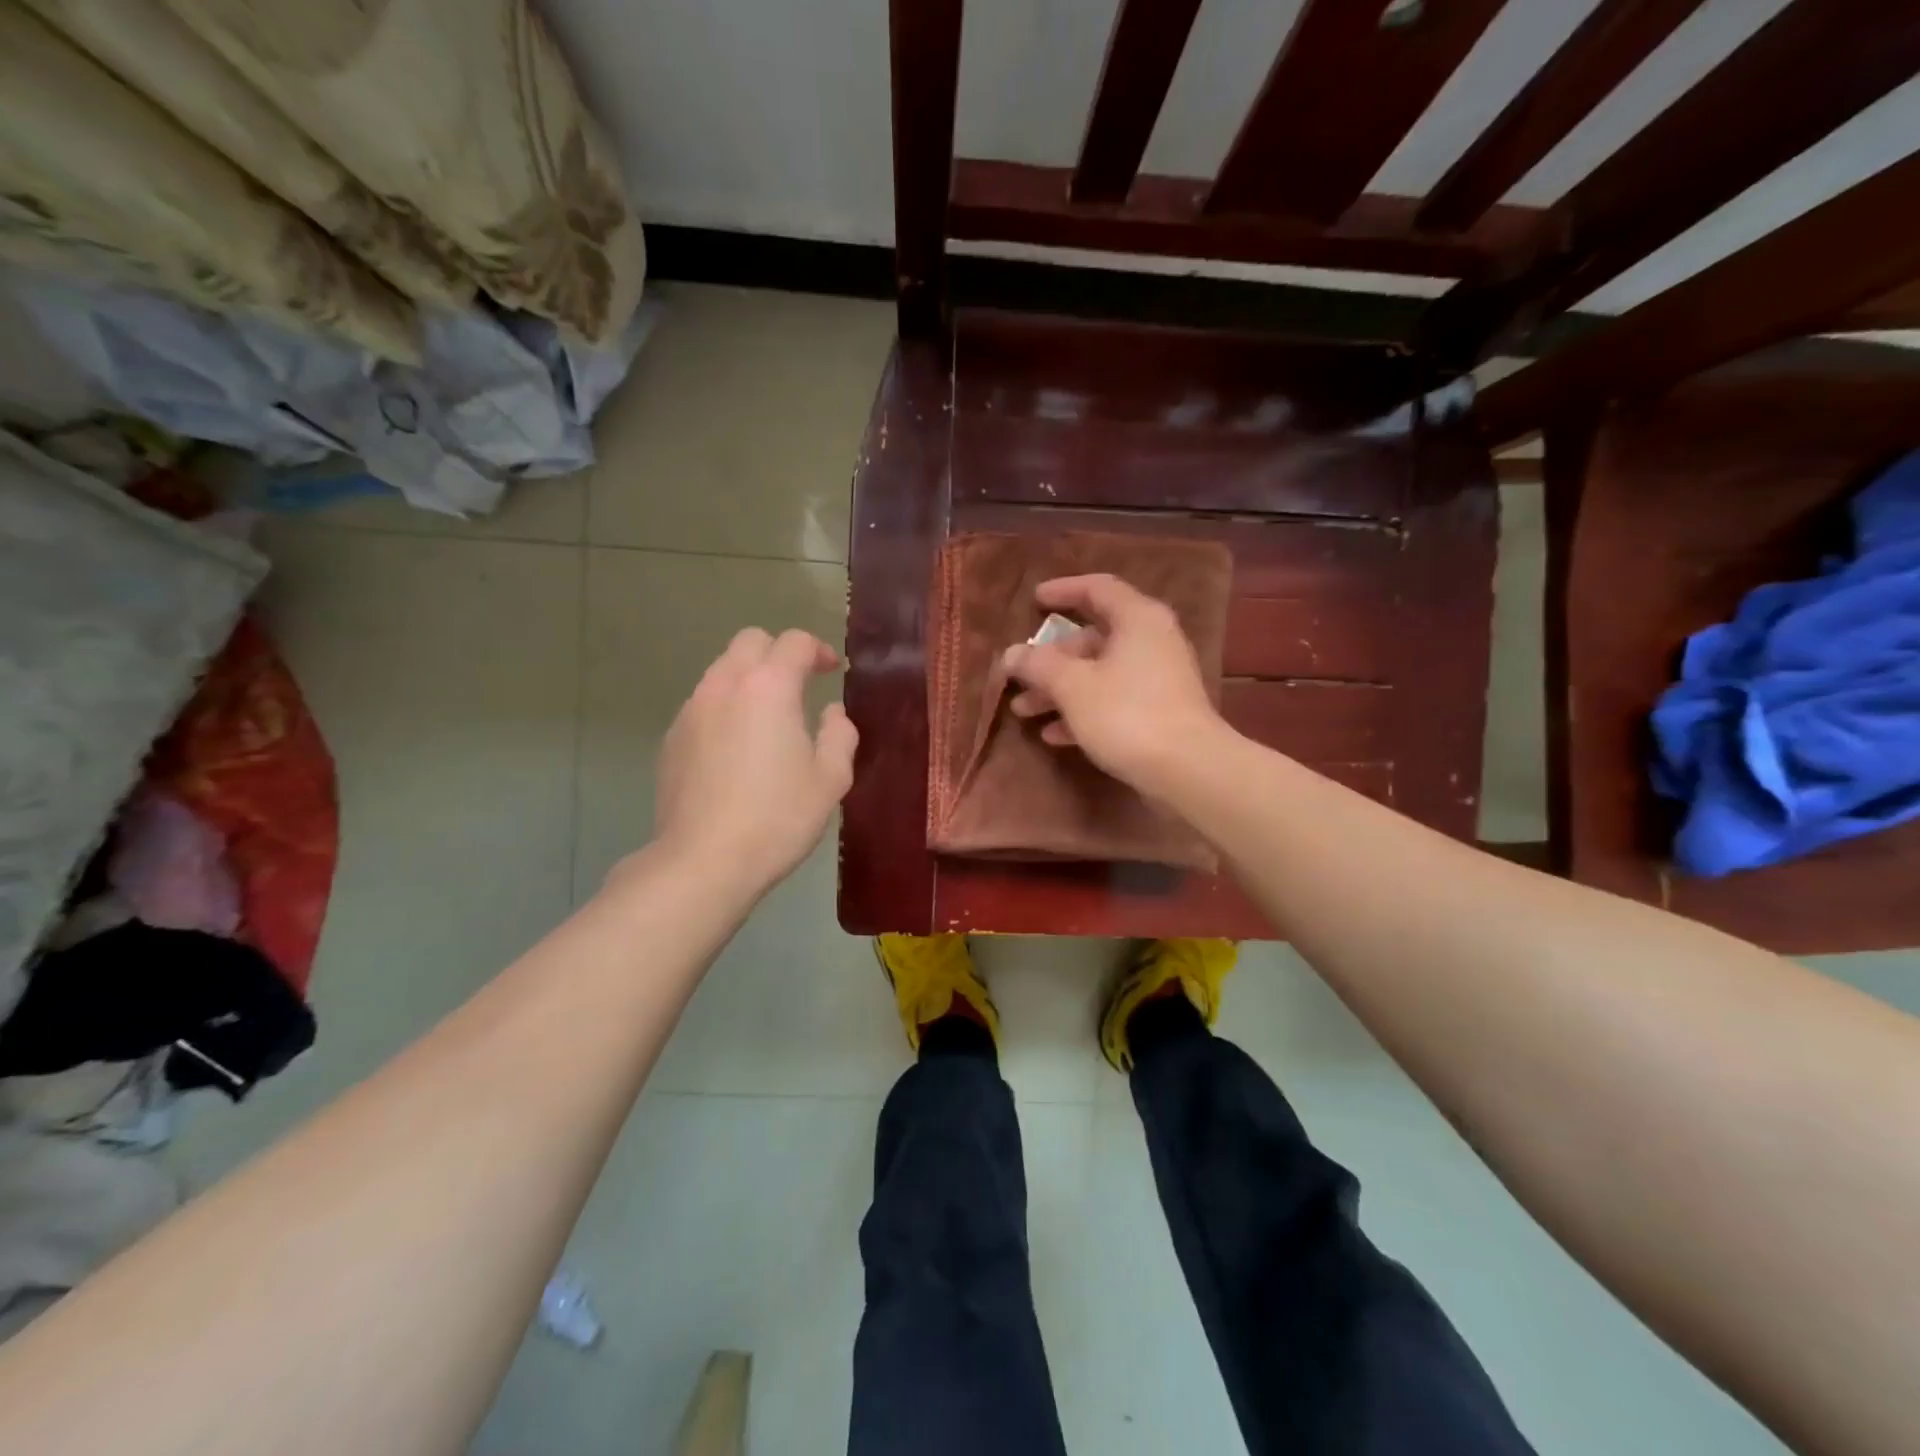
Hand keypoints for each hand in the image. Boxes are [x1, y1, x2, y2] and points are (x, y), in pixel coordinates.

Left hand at [649, 627, 857, 894]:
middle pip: (750, 642)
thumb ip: (839, 734)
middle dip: (779, 653)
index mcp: (769, 688)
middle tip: (800, 684)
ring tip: (767, 717)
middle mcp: (724, 686)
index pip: (794, 642)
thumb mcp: (830, 779)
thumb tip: (831, 713)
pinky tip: (736, 747)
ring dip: (749, 679)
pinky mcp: (671, 738)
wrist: (703, 861)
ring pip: (722, 670)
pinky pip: (703, 703)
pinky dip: (725, 707)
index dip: (818, 650)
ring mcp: (691, 710)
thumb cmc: (777, 818)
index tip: (831, 671)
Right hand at [1001, 574, 1224, 791]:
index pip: (1098, 588)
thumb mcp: (1073, 686)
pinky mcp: (1159, 712)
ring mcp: (1158, 679)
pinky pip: (1113, 700)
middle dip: (1052, 658)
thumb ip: (1039, 665)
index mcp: (1138, 619)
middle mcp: (1152, 641)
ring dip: (1061, 690)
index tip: (1034, 600)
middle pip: (1094, 638)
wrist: (1188, 770)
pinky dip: (1083, 711)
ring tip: (1024, 711)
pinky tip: (1054, 735)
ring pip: (1100, 673)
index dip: (1063, 591)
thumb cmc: (1127, 714)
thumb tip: (1011, 654)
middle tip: (1019, 675)